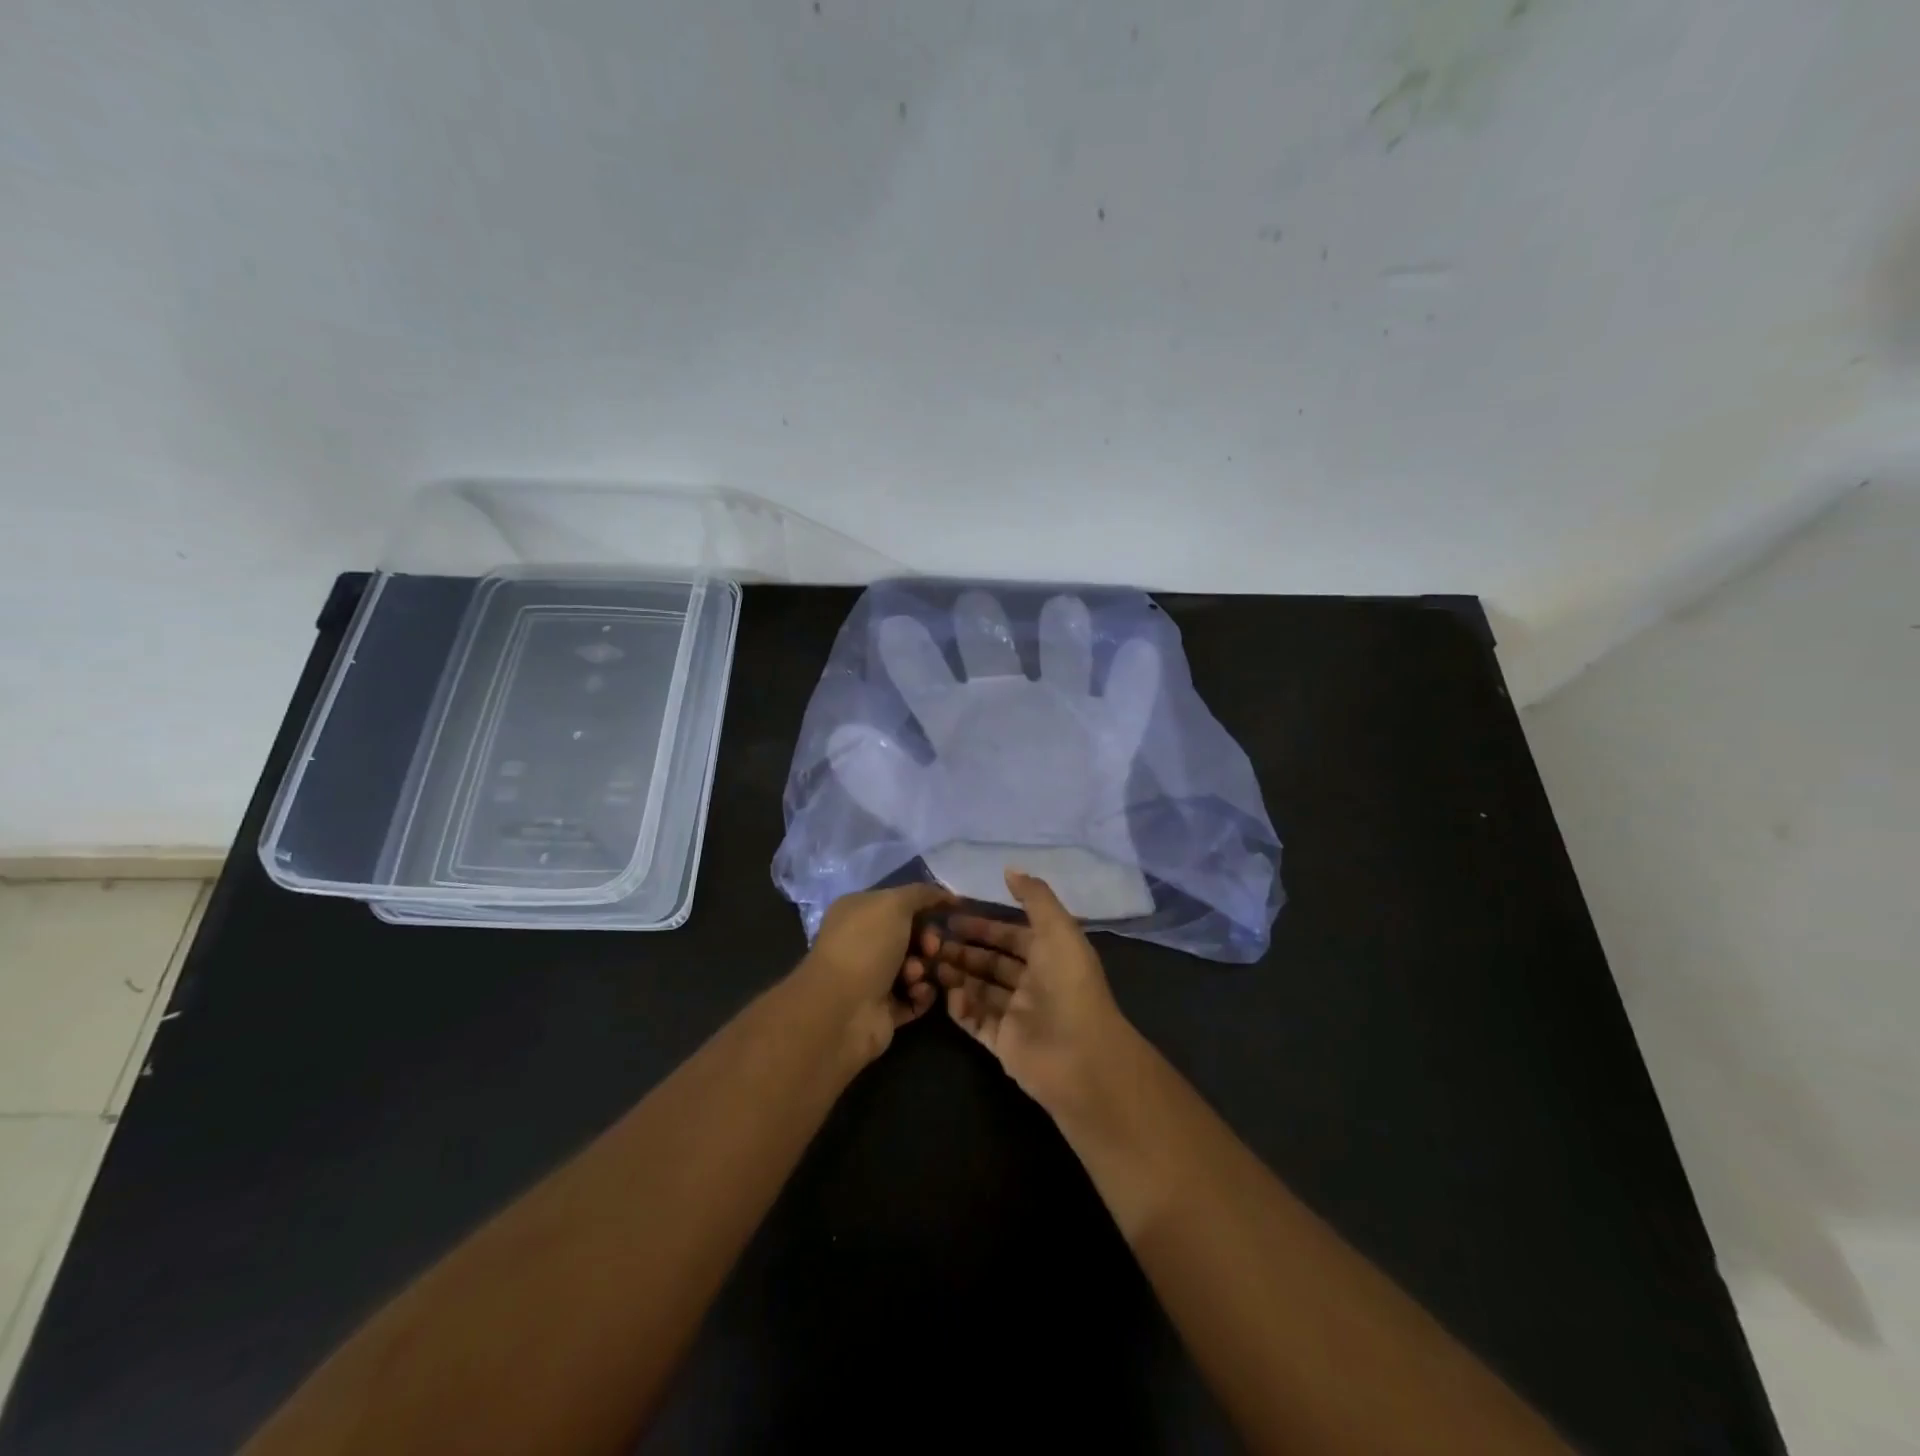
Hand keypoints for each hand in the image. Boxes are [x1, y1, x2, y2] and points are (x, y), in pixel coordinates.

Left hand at [795, 883, 955, 1066]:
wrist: (843, 1009)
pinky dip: (922, 994)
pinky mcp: (884, 1010)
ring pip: (916, 966)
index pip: (899, 903)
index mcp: (858, 911)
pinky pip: (915, 997)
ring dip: (924, 968)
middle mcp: (863, 942)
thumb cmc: (866, 945)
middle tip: (932, 948)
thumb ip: (921, 894)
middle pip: (911, 935)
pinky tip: (919, 992)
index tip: (950, 912)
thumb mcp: (894, 904)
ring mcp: (872, 978)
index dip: (926, 905)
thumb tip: (945, 894)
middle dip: (928, 939)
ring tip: (916, 975)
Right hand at [926, 869, 1133, 1115]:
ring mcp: (1018, 1015)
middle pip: (993, 963)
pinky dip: (961, 1008)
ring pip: (981, 990)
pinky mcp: (1004, 1043)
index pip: (1012, 935)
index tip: (951, 917)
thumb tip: (1009, 869)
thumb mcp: (1057, 929)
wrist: (1078, 1055)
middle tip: (932, 941)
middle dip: (965, 951)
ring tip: (932, 964)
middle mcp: (1034, 984)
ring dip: (958, 975)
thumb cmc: (1068, 984)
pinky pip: (976, 1021)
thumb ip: (1034, 897)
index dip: (984, 925)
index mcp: (1050, 956)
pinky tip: (947, 994)